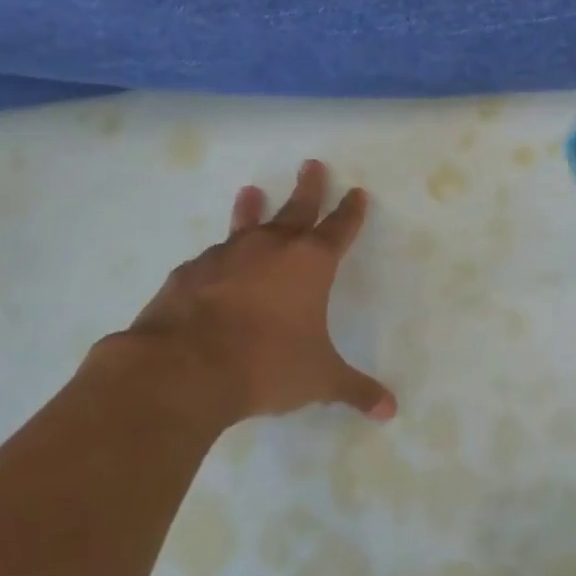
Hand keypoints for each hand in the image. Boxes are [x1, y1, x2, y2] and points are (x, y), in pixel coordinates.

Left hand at [96, 159, 395, 429]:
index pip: (339, 229)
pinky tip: (212, 262)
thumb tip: (390, 411)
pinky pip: (210, 257)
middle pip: (296, 209)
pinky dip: (218, 256)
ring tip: (250, 191)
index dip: (351, 212)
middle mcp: (271, 249)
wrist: (185, 367)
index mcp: (310, 264)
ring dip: (251, 209)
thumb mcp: (318, 380)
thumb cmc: (266, 365)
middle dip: (308, 188)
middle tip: (311, 164)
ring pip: (246, 224)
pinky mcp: (190, 272)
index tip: (357, 193)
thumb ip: (355, 390)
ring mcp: (226, 256)